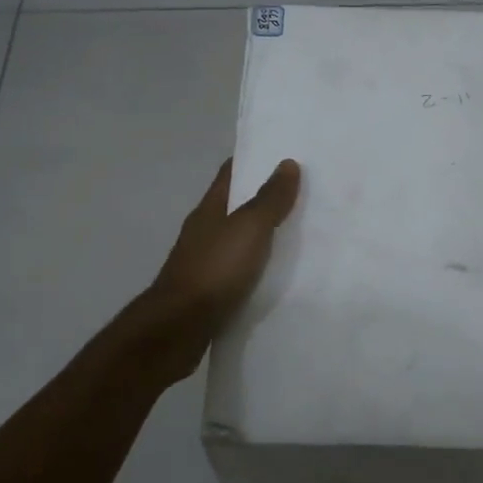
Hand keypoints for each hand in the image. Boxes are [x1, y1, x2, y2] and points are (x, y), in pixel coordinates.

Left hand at [148, 157, 301, 347]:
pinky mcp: (210, 292)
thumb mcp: (248, 228)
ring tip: (299, 233)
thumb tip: (286, 163)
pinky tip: (278, 274)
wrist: (179, 327)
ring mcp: (205, 263)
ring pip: (238, 240)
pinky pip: (240, 271)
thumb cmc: (215, 269)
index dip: (254, 161)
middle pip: (235, 206)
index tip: (283, 155)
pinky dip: (258, 267)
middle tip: (303, 194)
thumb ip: (269, 199)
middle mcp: (204, 232)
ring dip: (262, 235)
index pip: (231, 174)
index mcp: (209, 209)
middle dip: (264, 198)